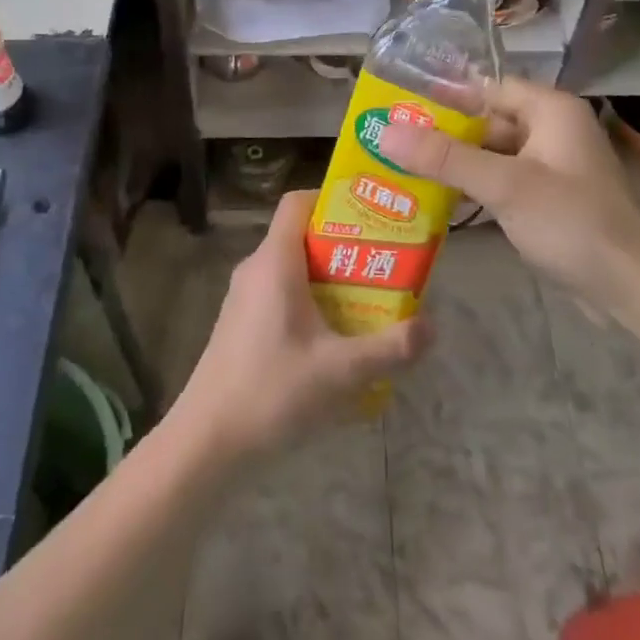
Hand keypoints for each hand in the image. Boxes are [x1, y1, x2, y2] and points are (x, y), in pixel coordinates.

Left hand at [169, 190, 431, 459]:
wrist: (207, 441)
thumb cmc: (272, 391)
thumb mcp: (341, 372)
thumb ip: (390, 348)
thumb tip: (432, 326)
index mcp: (275, 261)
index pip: (298, 201)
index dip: (333, 198)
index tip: (370, 216)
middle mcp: (256, 268)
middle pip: (303, 235)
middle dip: (346, 246)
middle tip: (385, 264)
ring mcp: (245, 296)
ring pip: (294, 268)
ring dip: (331, 278)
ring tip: (370, 300)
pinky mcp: (242, 323)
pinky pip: (282, 293)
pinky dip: (311, 301)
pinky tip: (336, 338)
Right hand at [377, 79, 639, 315]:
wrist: (630, 285)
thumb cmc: (571, 220)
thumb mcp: (504, 185)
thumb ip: (444, 157)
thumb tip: (385, 132)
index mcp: (549, 109)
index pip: (486, 88)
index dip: (443, 96)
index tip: (398, 106)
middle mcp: (550, 129)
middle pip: (485, 120)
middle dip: (442, 134)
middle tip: (391, 140)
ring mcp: (549, 165)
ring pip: (490, 153)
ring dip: (454, 163)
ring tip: (401, 167)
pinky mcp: (546, 197)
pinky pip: (500, 180)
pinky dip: (472, 186)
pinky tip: (435, 198)